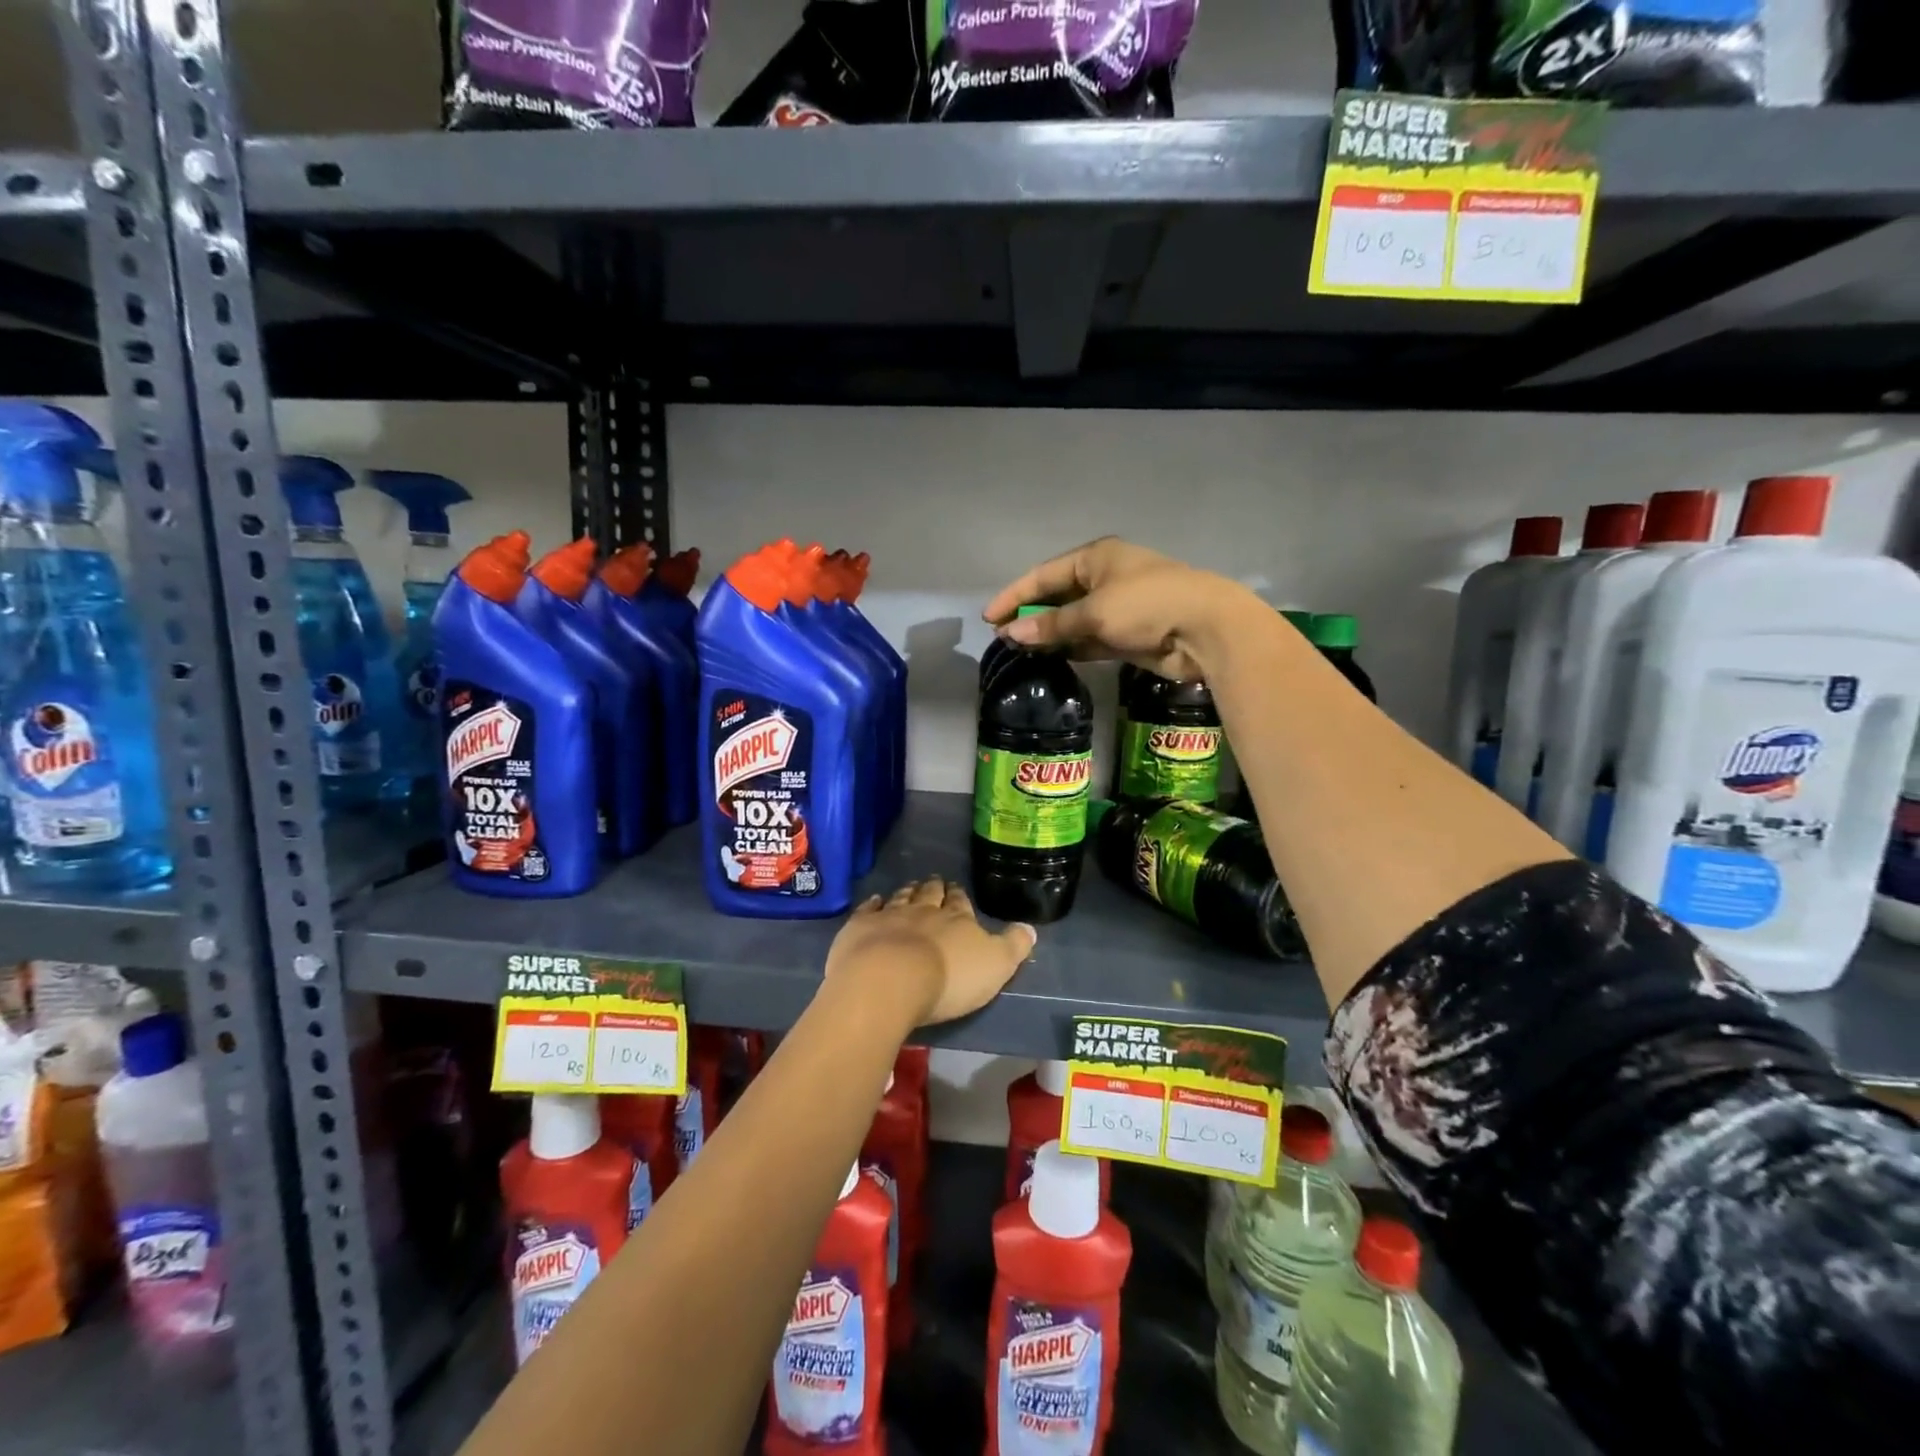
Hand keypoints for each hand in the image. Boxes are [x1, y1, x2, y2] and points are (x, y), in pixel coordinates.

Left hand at [826, 876, 1035, 1026]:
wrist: (890, 980)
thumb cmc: (949, 979)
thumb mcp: (995, 966)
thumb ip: (1013, 946)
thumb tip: (1030, 928)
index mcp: (957, 920)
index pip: (960, 903)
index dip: (959, 896)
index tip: (956, 889)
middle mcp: (924, 911)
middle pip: (930, 895)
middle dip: (935, 888)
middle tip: (935, 881)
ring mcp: (890, 916)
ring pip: (901, 898)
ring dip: (908, 892)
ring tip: (911, 886)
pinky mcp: (861, 927)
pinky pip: (869, 909)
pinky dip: (874, 903)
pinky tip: (875, 900)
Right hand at [981, 536, 1250, 679]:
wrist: (1204, 629)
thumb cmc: (1146, 605)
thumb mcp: (1094, 612)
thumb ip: (1052, 624)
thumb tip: (1013, 635)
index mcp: (1096, 558)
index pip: (1044, 574)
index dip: (1014, 595)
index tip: (989, 618)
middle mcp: (1104, 578)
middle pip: (1056, 597)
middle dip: (1029, 616)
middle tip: (1001, 637)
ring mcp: (1116, 607)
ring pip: (1072, 620)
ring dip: (1048, 634)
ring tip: (1018, 650)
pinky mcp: (1126, 634)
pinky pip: (1088, 639)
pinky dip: (1069, 647)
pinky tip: (1048, 658)